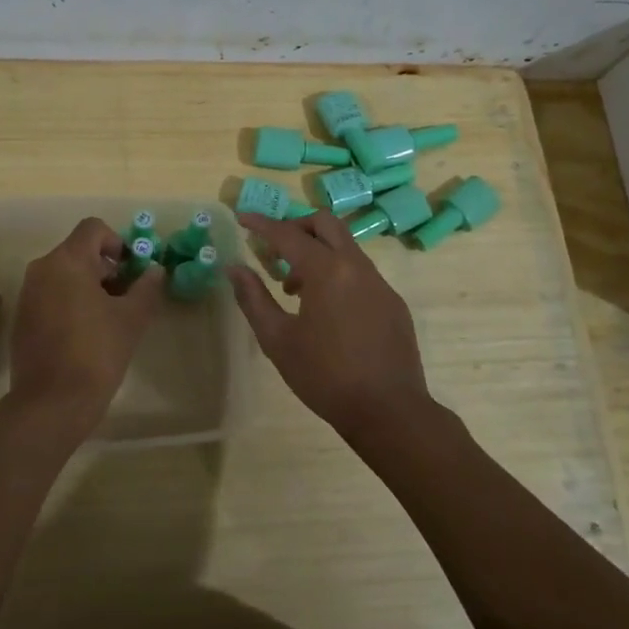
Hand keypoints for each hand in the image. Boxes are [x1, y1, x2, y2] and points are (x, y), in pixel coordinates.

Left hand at [4, 217, 165, 438]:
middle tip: (127, 298)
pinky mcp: (23, 318)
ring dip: (89, 286)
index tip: (132, 271)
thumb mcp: (132, 319)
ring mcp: (28, 294)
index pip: (93, 228)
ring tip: (109, 318)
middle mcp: (42, 269)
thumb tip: (155, 270)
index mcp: (67, 261)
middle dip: (107, 268)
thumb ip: (147, 287)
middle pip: (79, 251)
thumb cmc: (96, 353)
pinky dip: (70, 303)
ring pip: (64, 275)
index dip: (118, 242)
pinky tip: (86, 334)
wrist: (51, 404)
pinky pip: (51, 296)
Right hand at [229, 211, 432, 441]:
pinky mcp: (393, 302)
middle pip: (325, 224)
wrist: (389, 411)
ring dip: (317, 253)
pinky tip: (327, 311)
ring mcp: (380, 283)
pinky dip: (337, 274)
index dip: (262, 224)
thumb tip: (234, 268)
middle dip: (296, 227)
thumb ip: (253, 298)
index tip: (242, 217)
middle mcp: (357, 267)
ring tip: (295, 289)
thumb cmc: (325, 376)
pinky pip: (360, 272)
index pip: (288, 234)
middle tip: (274, 250)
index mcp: (327, 271)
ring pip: (345, 247)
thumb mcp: (277, 340)